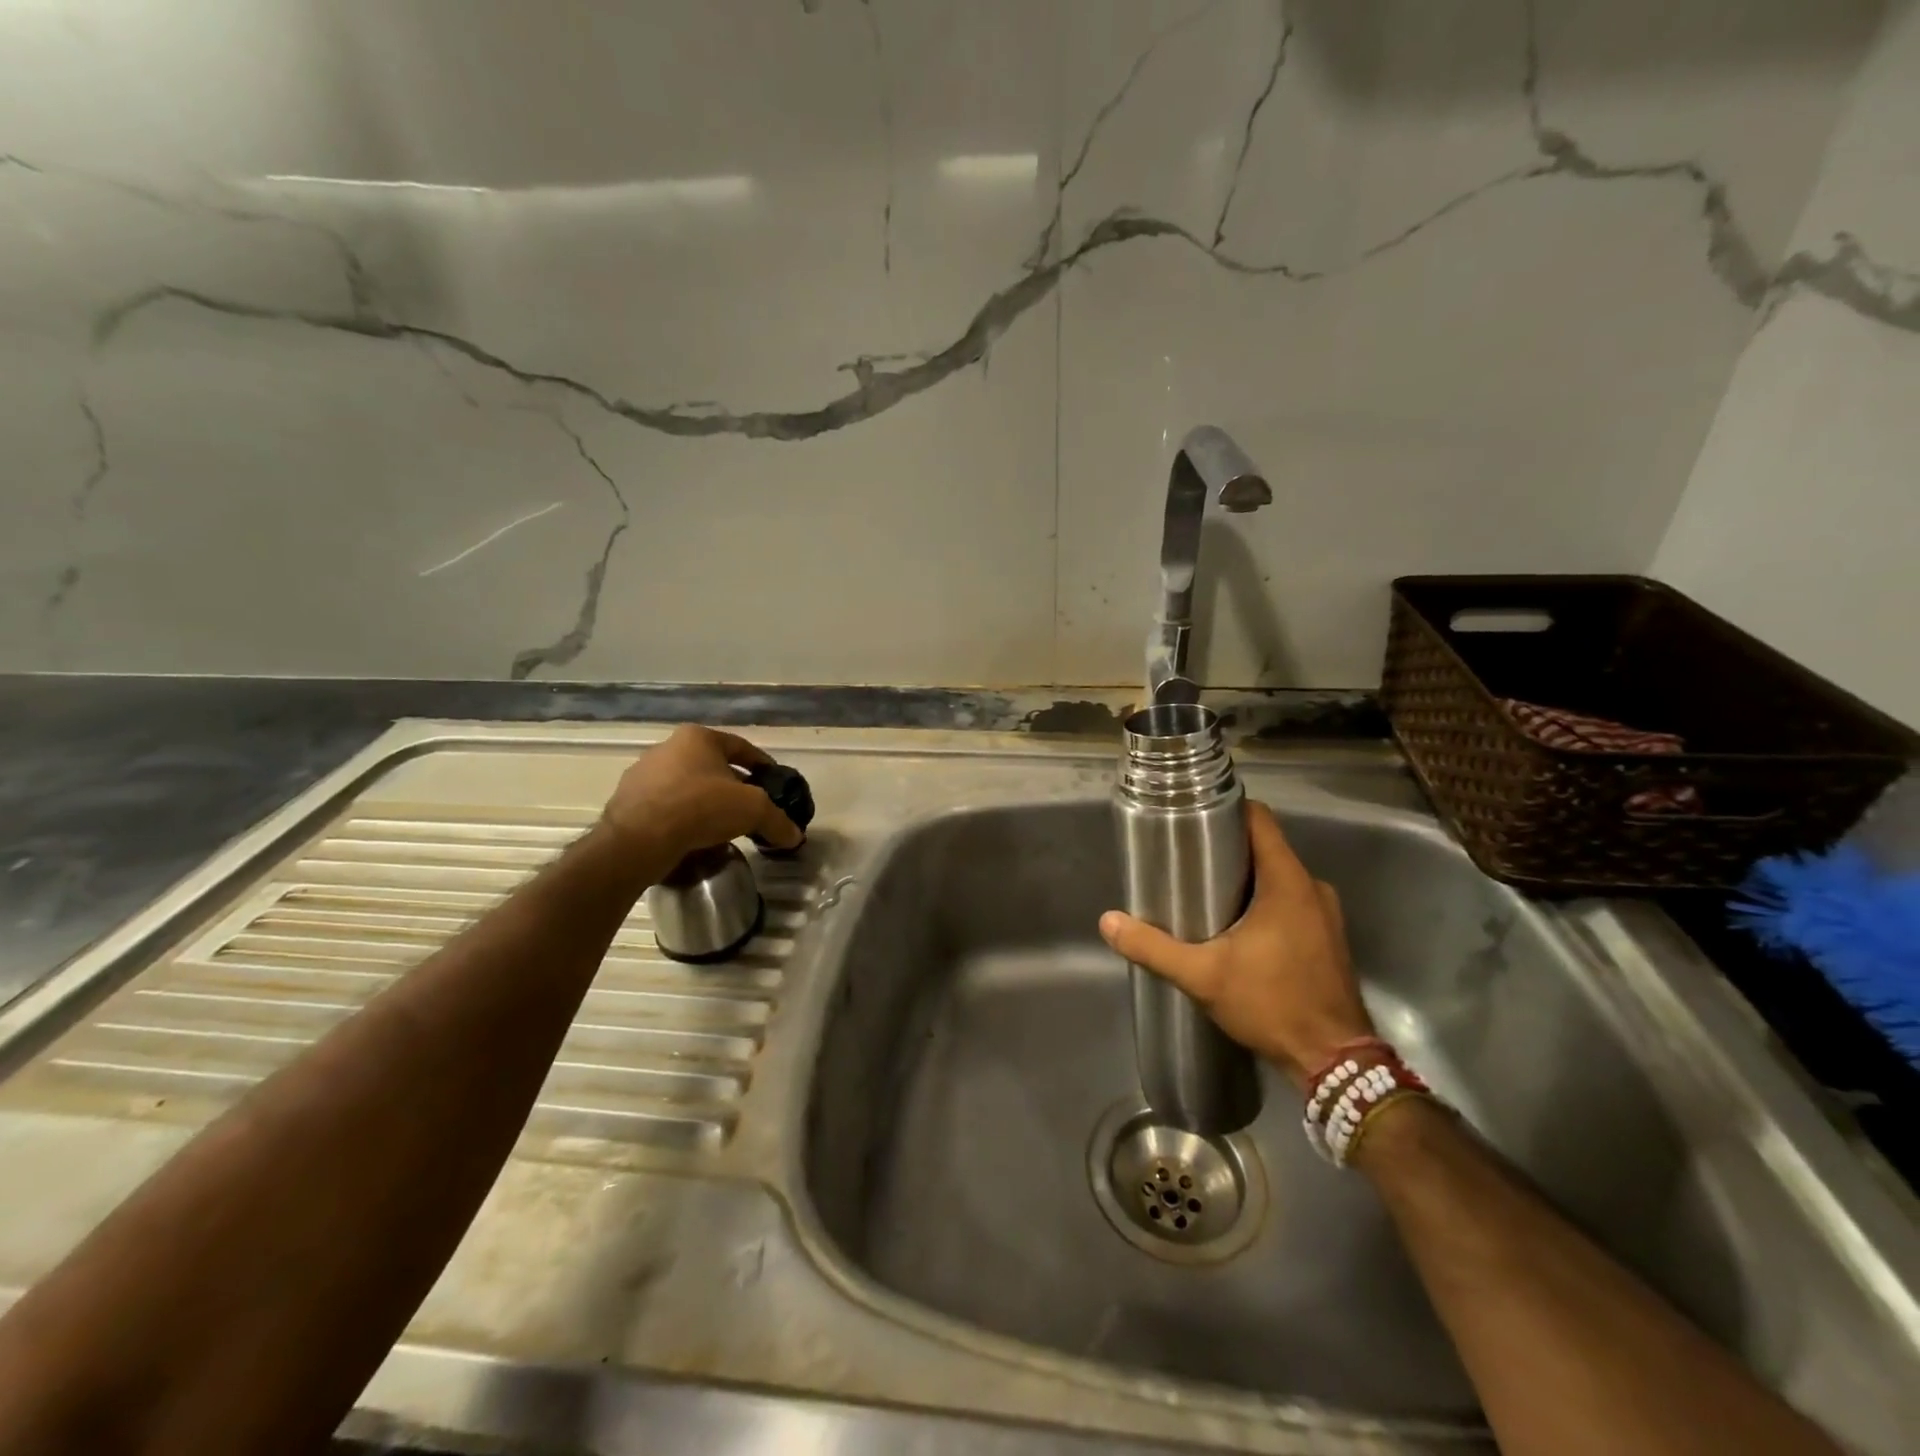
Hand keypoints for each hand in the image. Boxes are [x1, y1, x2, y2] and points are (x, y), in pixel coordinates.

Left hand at [600, 725, 802, 868]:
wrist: (639, 840)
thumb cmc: (701, 807)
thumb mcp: (753, 810)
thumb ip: (777, 820)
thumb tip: (794, 836)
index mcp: (697, 737)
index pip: (741, 747)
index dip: (762, 765)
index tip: (774, 782)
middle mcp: (667, 748)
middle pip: (712, 766)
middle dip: (732, 786)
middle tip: (749, 808)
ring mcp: (642, 774)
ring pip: (686, 786)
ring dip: (705, 802)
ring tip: (722, 826)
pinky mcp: (626, 802)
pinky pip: (665, 807)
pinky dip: (682, 818)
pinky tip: (693, 837)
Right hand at [1099, 801, 1372, 1086]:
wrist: (1335, 1063)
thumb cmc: (1272, 1005)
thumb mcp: (1203, 976)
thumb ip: (1154, 947)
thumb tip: (1108, 922)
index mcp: (1289, 882)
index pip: (1260, 820)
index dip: (1227, 809)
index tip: (1193, 816)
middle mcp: (1312, 888)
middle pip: (1266, 848)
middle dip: (1227, 849)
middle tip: (1185, 860)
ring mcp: (1325, 914)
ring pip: (1278, 877)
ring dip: (1245, 879)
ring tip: (1204, 891)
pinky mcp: (1327, 938)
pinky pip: (1291, 902)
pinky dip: (1264, 903)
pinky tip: (1236, 927)